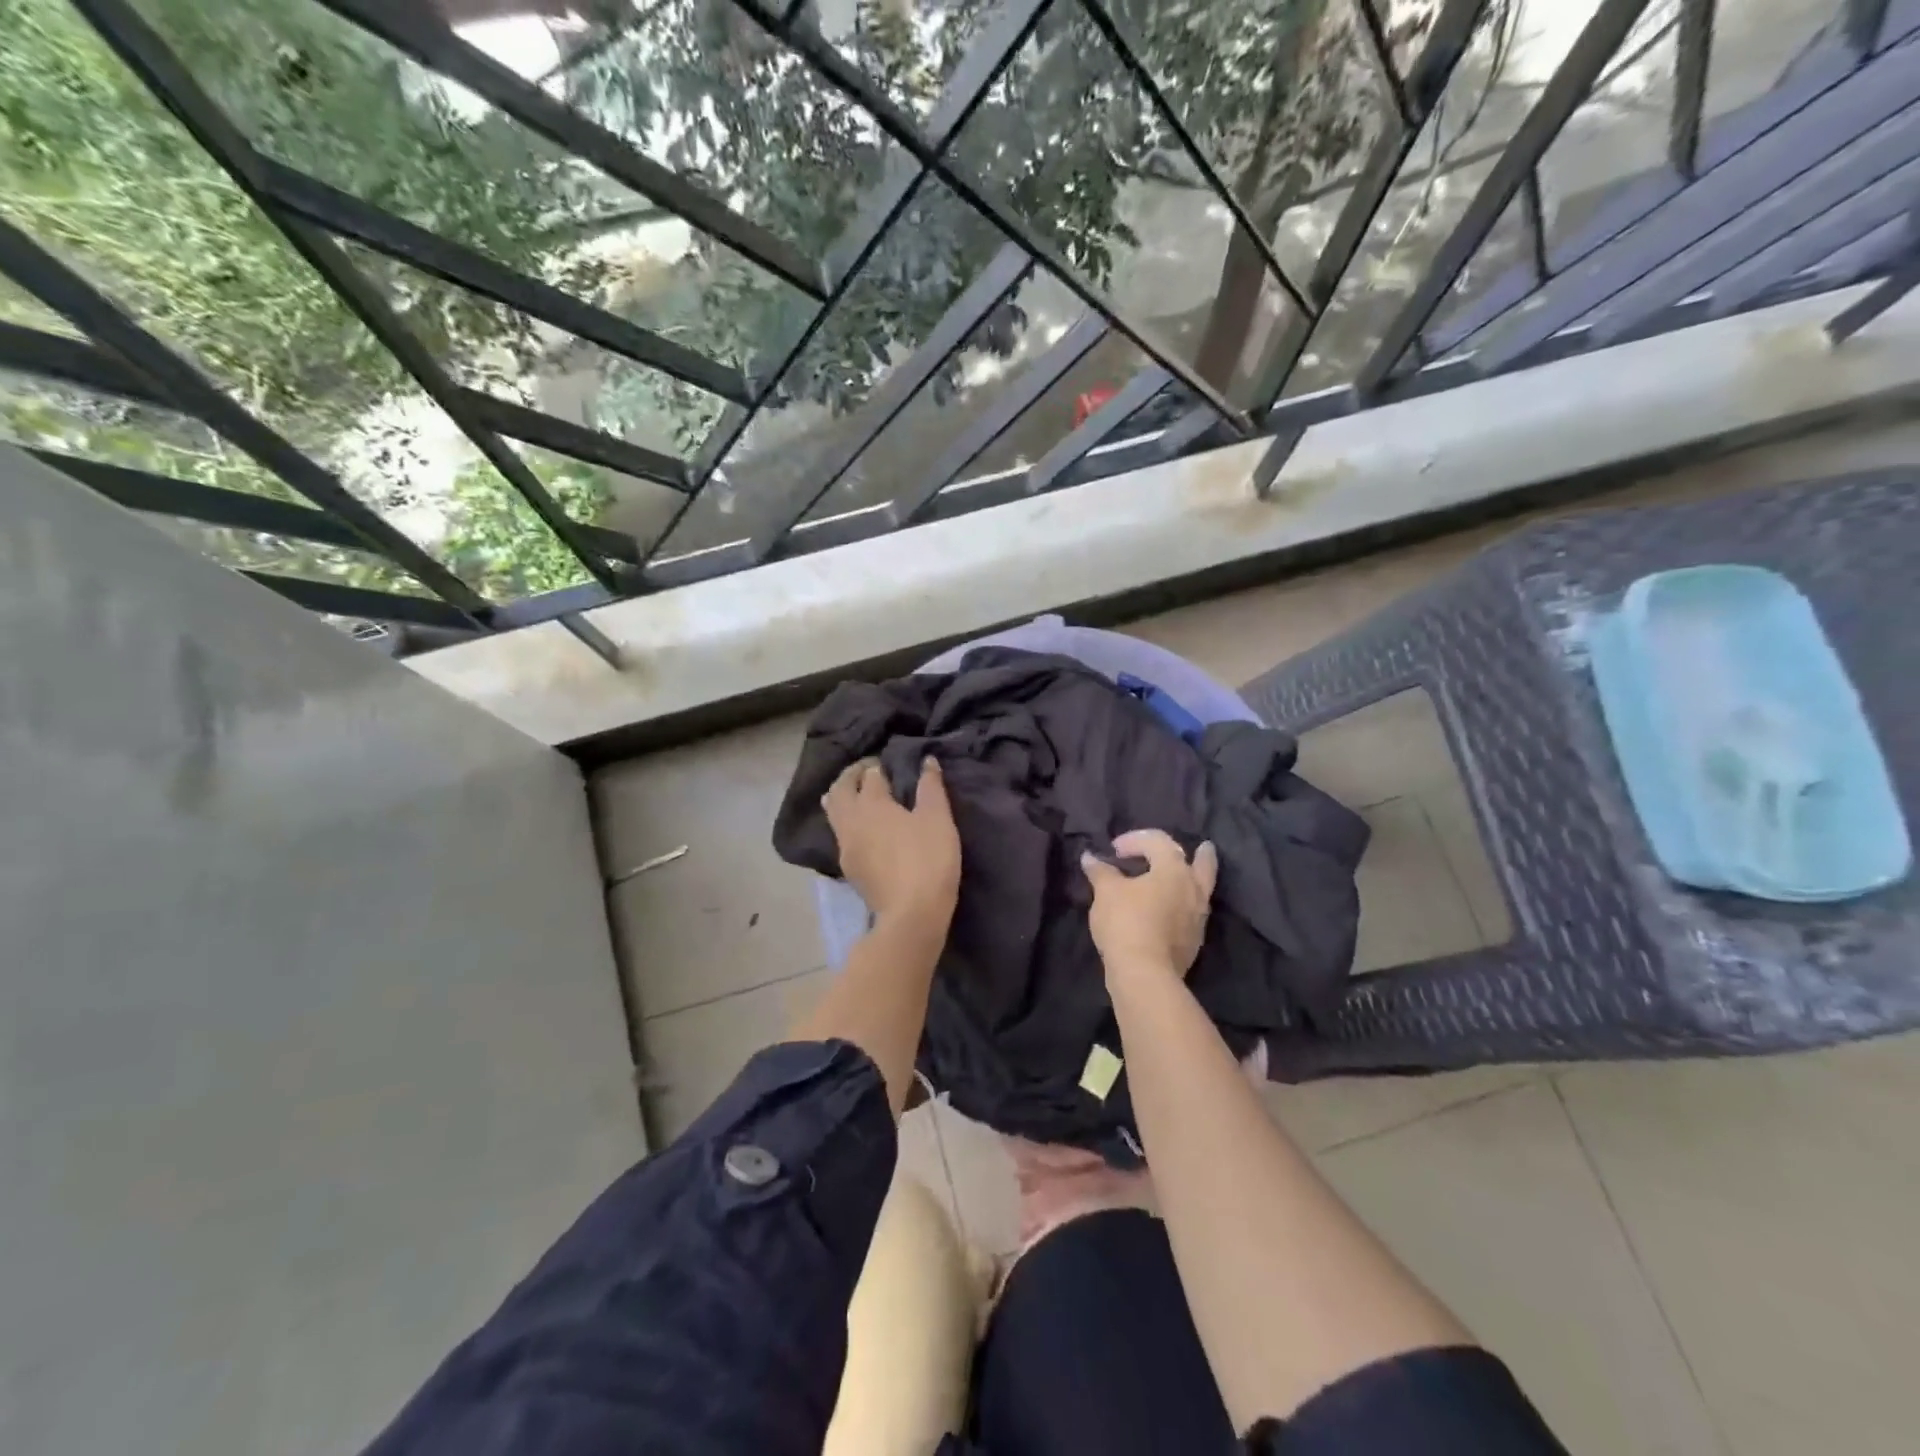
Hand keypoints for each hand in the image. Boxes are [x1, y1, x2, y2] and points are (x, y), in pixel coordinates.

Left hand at [824, 757, 960, 931]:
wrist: (911, 914)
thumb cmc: (928, 859)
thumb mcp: (938, 818)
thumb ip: (931, 786)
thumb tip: (926, 761)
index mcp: (871, 803)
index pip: (869, 774)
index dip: (878, 766)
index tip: (889, 764)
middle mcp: (850, 821)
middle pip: (840, 790)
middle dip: (851, 776)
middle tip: (869, 772)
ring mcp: (845, 847)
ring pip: (834, 812)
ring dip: (843, 798)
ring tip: (860, 796)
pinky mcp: (848, 869)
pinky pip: (839, 834)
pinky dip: (846, 821)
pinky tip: (861, 828)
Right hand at [1081, 829, 1216, 978]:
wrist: (1144, 973)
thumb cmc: (1125, 922)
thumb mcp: (1106, 892)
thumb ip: (1100, 871)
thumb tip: (1090, 857)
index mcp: (1174, 870)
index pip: (1158, 841)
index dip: (1135, 839)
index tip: (1114, 850)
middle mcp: (1193, 889)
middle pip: (1203, 864)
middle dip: (1201, 854)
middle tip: (1202, 847)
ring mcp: (1198, 917)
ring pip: (1200, 890)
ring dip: (1191, 881)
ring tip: (1183, 879)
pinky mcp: (1194, 941)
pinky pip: (1191, 913)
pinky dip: (1182, 904)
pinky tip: (1171, 909)